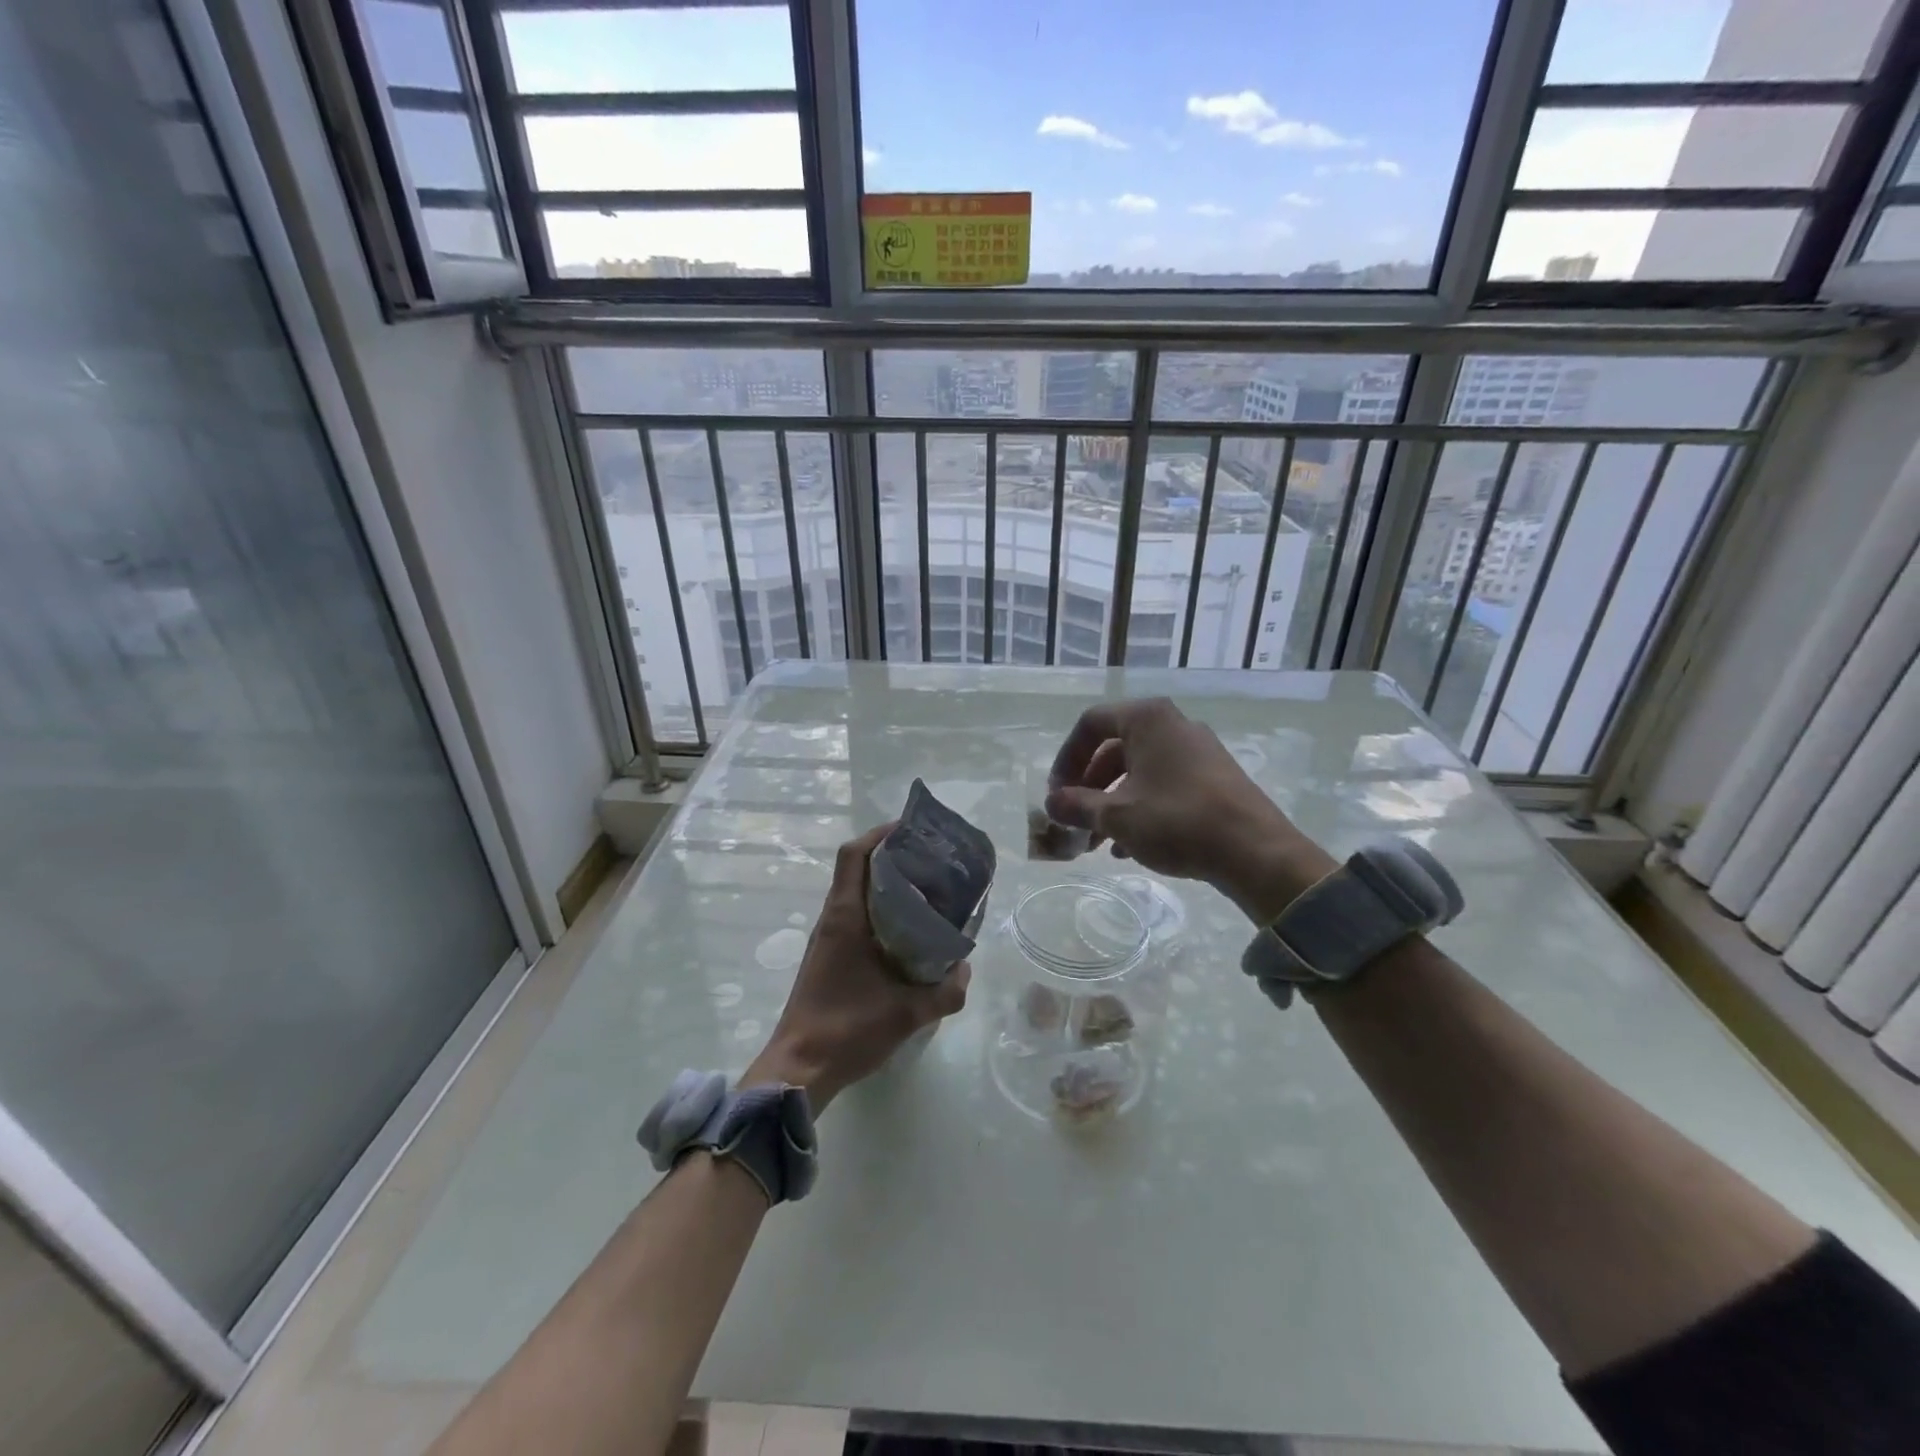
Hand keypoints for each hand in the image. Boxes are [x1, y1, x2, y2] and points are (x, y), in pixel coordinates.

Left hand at [744, 823, 969, 1110]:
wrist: (798, 1069)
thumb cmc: (846, 1031)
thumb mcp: (907, 1013)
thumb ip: (945, 992)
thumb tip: (966, 971)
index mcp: (845, 917)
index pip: (854, 855)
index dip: (880, 834)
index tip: (913, 831)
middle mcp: (832, 918)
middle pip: (858, 868)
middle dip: (894, 857)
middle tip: (933, 862)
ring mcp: (827, 938)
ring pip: (857, 893)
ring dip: (887, 885)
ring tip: (927, 892)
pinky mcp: (828, 956)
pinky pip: (855, 917)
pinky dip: (880, 911)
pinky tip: (907, 933)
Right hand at [1045, 697, 1335, 923]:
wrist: (1255, 851)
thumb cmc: (1176, 821)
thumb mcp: (1116, 815)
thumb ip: (1076, 805)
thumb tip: (1050, 804)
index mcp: (1146, 719)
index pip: (1090, 724)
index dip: (1065, 759)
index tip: (1056, 794)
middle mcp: (1172, 725)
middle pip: (1113, 749)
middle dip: (1088, 787)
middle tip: (1074, 820)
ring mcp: (1197, 750)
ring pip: (1138, 770)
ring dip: (1111, 802)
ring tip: (1098, 841)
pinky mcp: (1213, 776)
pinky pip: (1163, 783)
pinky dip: (1140, 807)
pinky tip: (1130, 846)